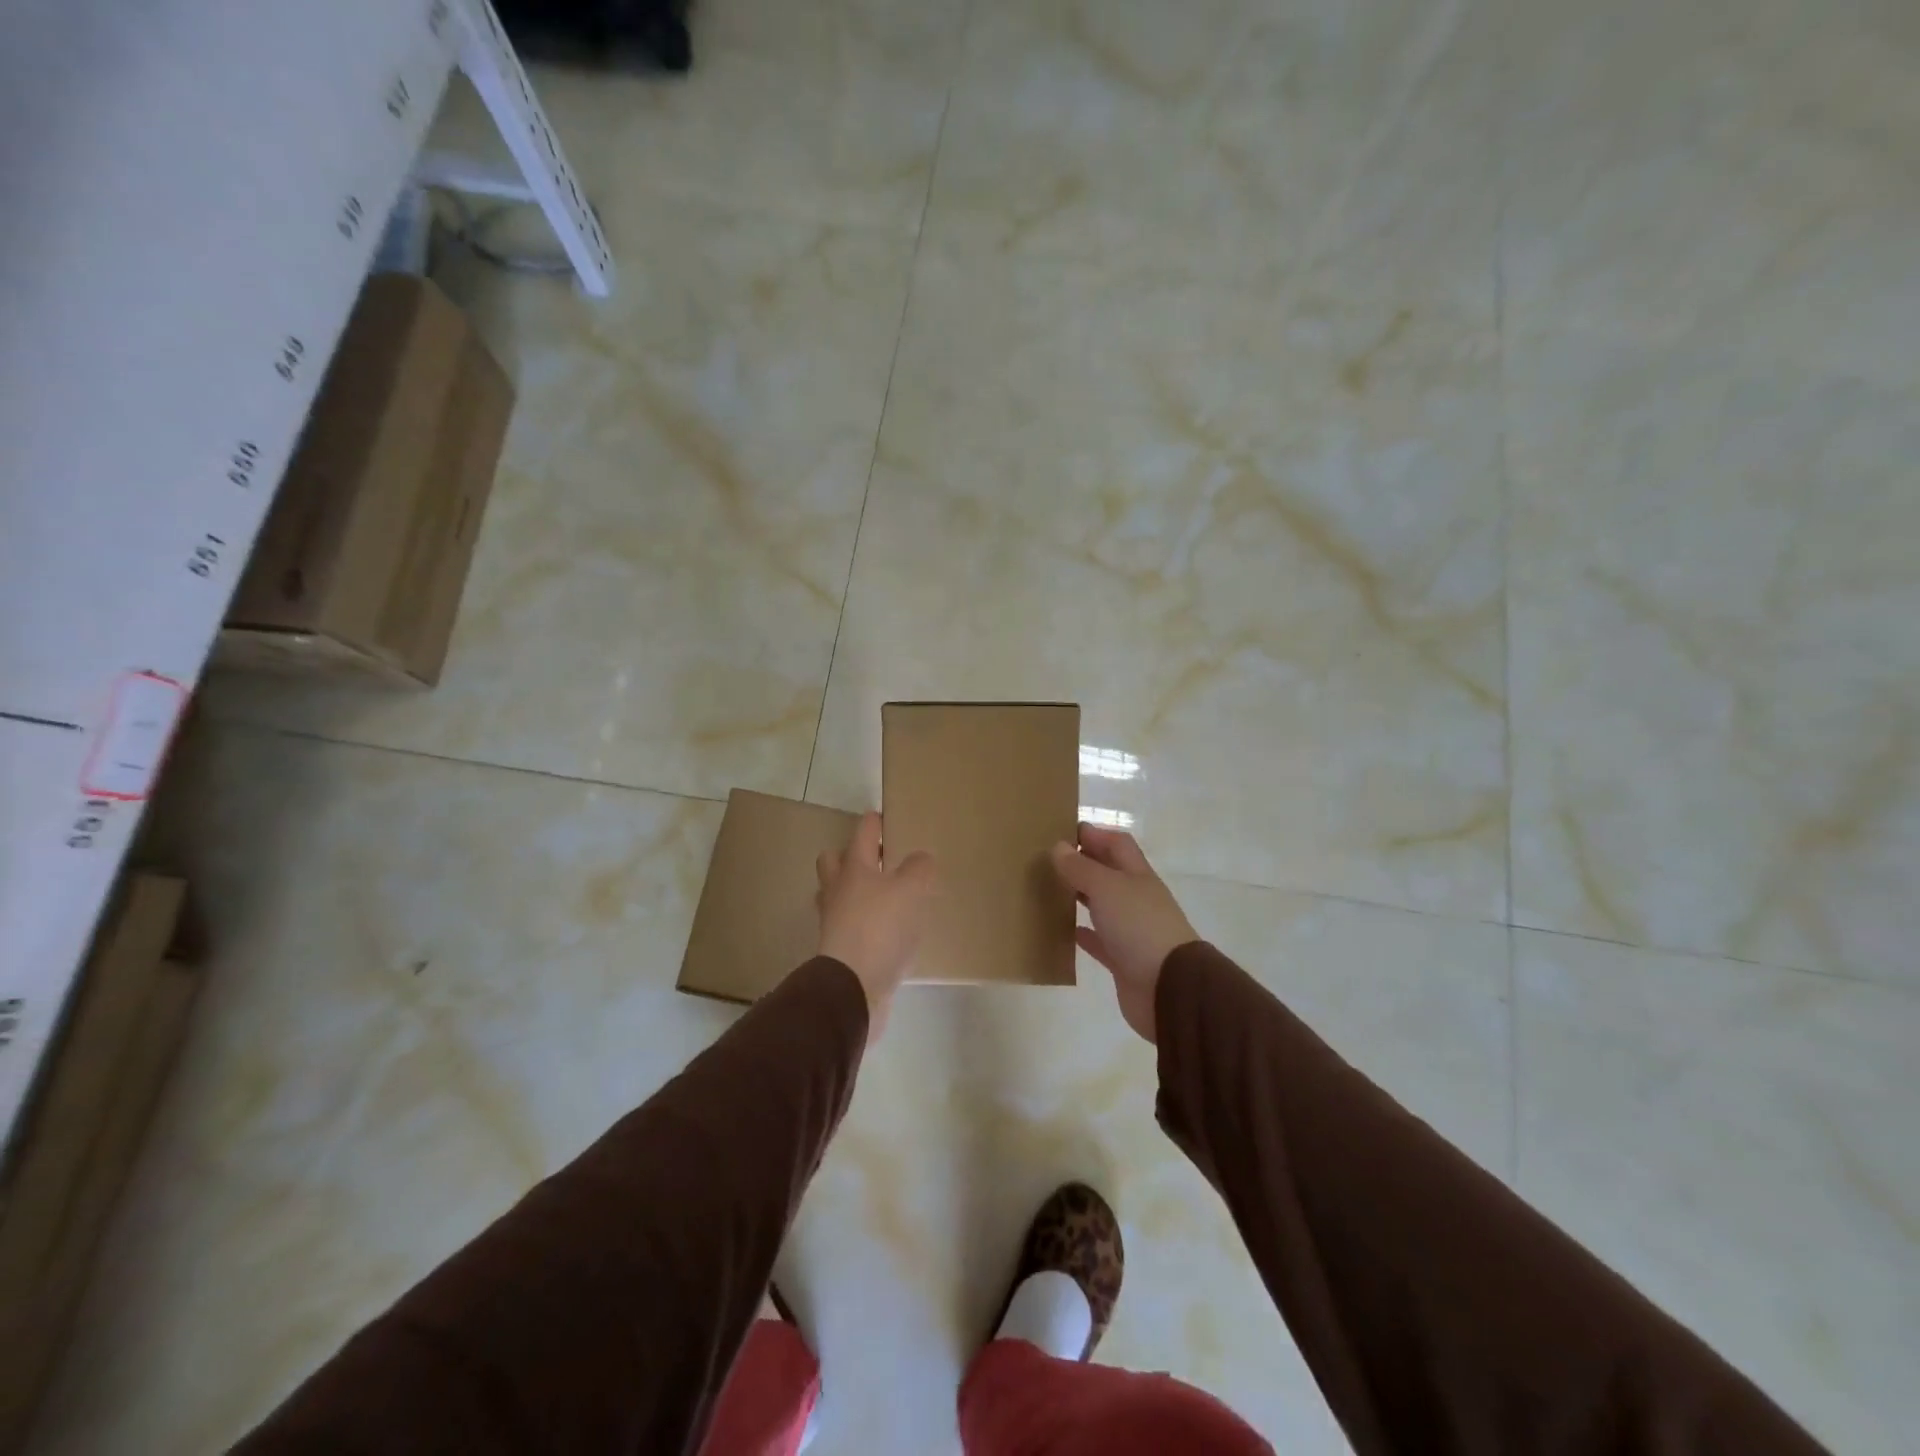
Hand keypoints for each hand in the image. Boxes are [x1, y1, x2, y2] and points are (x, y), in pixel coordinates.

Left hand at [817, 812, 934, 1039]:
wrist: (853, 987)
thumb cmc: (879, 928)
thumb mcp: (910, 891)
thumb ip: (918, 869)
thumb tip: (921, 858)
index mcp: (853, 868)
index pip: (862, 832)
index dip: (874, 822)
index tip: (885, 817)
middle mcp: (838, 890)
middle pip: (834, 861)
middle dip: (851, 855)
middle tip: (878, 859)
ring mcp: (834, 921)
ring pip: (838, 894)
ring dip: (854, 891)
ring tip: (882, 895)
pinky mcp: (839, 950)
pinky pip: (849, 926)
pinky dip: (863, 923)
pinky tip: (885, 931)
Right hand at [1050, 825, 1196, 1043]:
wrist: (1169, 989)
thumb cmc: (1139, 927)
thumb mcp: (1107, 888)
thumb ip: (1081, 868)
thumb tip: (1058, 846)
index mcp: (1138, 875)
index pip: (1117, 844)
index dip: (1093, 834)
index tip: (1060, 831)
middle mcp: (1136, 898)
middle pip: (1108, 872)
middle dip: (1083, 863)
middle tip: (1047, 860)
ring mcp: (1131, 930)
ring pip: (1102, 905)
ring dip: (1080, 896)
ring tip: (1049, 890)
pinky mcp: (1123, 960)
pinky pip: (1099, 941)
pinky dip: (1082, 933)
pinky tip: (1063, 931)